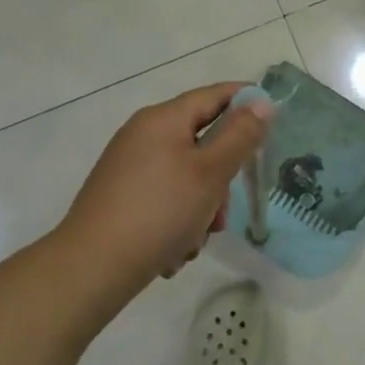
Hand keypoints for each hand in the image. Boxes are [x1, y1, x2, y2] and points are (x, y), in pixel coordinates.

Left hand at [55, 82, 273, 288]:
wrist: (91, 268)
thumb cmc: (159, 212)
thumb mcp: (210, 173)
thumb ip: (240, 136)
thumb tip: (261, 103)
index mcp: (163, 119)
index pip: (214, 95)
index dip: (246, 101)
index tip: (273, 119)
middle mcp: (143, 135)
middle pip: (201, 142)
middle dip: (220, 178)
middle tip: (224, 210)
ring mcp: (128, 167)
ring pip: (185, 177)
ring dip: (200, 207)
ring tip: (195, 241)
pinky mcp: (120, 197)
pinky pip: (164, 198)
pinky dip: (177, 220)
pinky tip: (174, 250)